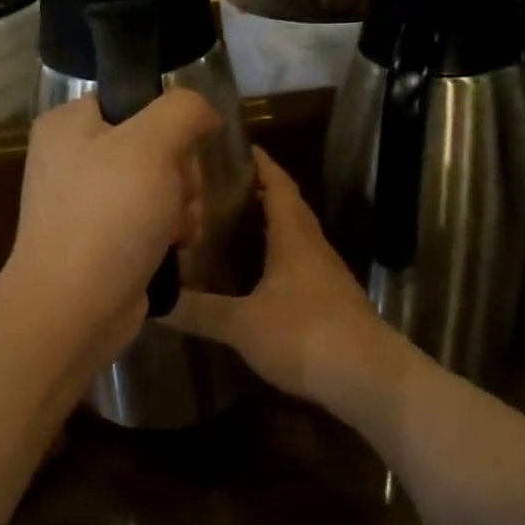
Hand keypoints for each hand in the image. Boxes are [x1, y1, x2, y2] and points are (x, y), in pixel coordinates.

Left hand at [0, 92, 219, 356]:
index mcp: (69, 125)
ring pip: (161, 185)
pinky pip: (151, 220)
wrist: (73, 309)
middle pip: (155, 145)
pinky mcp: (103, 241)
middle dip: (181, 174)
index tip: (180, 150)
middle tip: (177, 196)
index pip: (133, 100)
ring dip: (182, 205)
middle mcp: (73, 159)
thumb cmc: (109, 215)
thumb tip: (202, 112)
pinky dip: (170, 232)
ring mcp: (87, 203)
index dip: (168, 123)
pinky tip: (175, 247)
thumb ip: (183, 110)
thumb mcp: (152, 144)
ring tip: (176, 230)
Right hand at [168, 149, 417, 422]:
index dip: (262, 163)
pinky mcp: (332, 302)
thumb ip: (199, 311)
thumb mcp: (242, 324)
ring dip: (270, 226)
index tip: (238, 146)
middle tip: (221, 187)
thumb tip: (154, 301)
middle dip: (260, 192)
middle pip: (289, 208)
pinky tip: (258, 275)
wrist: (369, 378)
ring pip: (296, 237)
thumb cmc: (304, 334)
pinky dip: (278, 257)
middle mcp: (313, 247)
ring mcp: (327, 275)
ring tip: (232, 225)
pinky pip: (300, 265)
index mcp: (294, 237)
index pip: (279, 185)